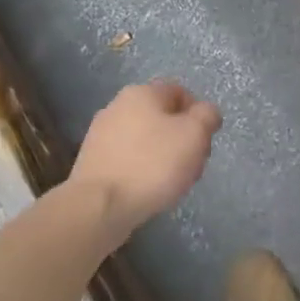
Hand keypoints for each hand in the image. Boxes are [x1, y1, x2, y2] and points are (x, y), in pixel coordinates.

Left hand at [64, 81, 220, 246]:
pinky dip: (142, 171)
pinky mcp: (92, 163)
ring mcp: (100, 136)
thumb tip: (205, 112)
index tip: (204, 141)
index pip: (181, 92)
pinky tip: (148, 191)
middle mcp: (117, 107)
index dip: (198, 115)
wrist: (98, 207)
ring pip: (146, 140)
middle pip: (164, 117)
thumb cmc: (152, 164)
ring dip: (164, 157)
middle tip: (192, 164)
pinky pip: (128, 160)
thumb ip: (207, 116)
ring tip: (171, 183)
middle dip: (182, 139)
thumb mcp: (195, 134)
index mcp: (142, 93)